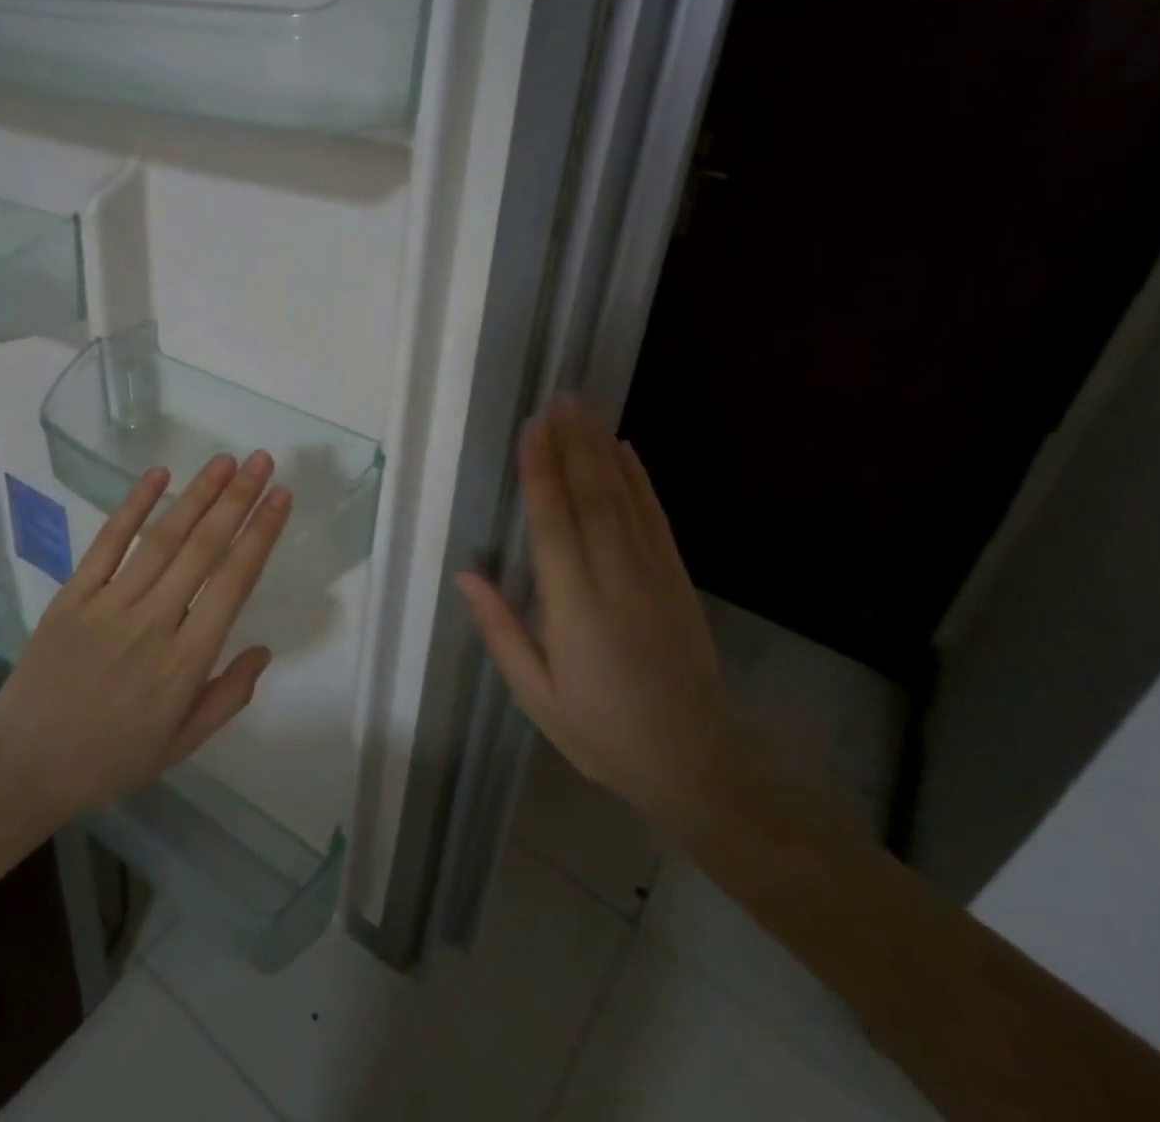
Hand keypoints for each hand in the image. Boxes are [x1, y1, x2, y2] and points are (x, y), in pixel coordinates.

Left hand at [0, 452, 291, 823]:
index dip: (261, 535)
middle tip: (262, 461)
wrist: (23, 766)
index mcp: (186, 662)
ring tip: (226, 460)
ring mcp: (110, 604)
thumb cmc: (110, 758)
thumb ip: (228, 697)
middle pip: (204, 548)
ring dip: (198, 494)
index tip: (281, 497)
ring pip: (163, 538)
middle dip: (238, 500)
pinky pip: (108, 542)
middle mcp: (154, 622)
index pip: (234, 582)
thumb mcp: (181, 745)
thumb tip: (263, 650)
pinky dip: (134, 505)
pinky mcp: (74, 595)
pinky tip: (159, 475)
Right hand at [455, 397, 728, 821]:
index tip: (532, 428)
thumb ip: (500, 629)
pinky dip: (639, 479)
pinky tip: (625, 450)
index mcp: (575, 607)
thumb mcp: (536, 694)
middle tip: (559, 399)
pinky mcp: (676, 578)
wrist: (694, 760)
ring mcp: (653, 574)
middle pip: (591, 497)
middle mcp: (615, 578)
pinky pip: (654, 517)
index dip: (541, 471)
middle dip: (572, 444)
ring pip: (623, 498)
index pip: (553, 523)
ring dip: (601, 450)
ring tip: (584, 410)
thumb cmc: (601, 730)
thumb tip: (465, 572)